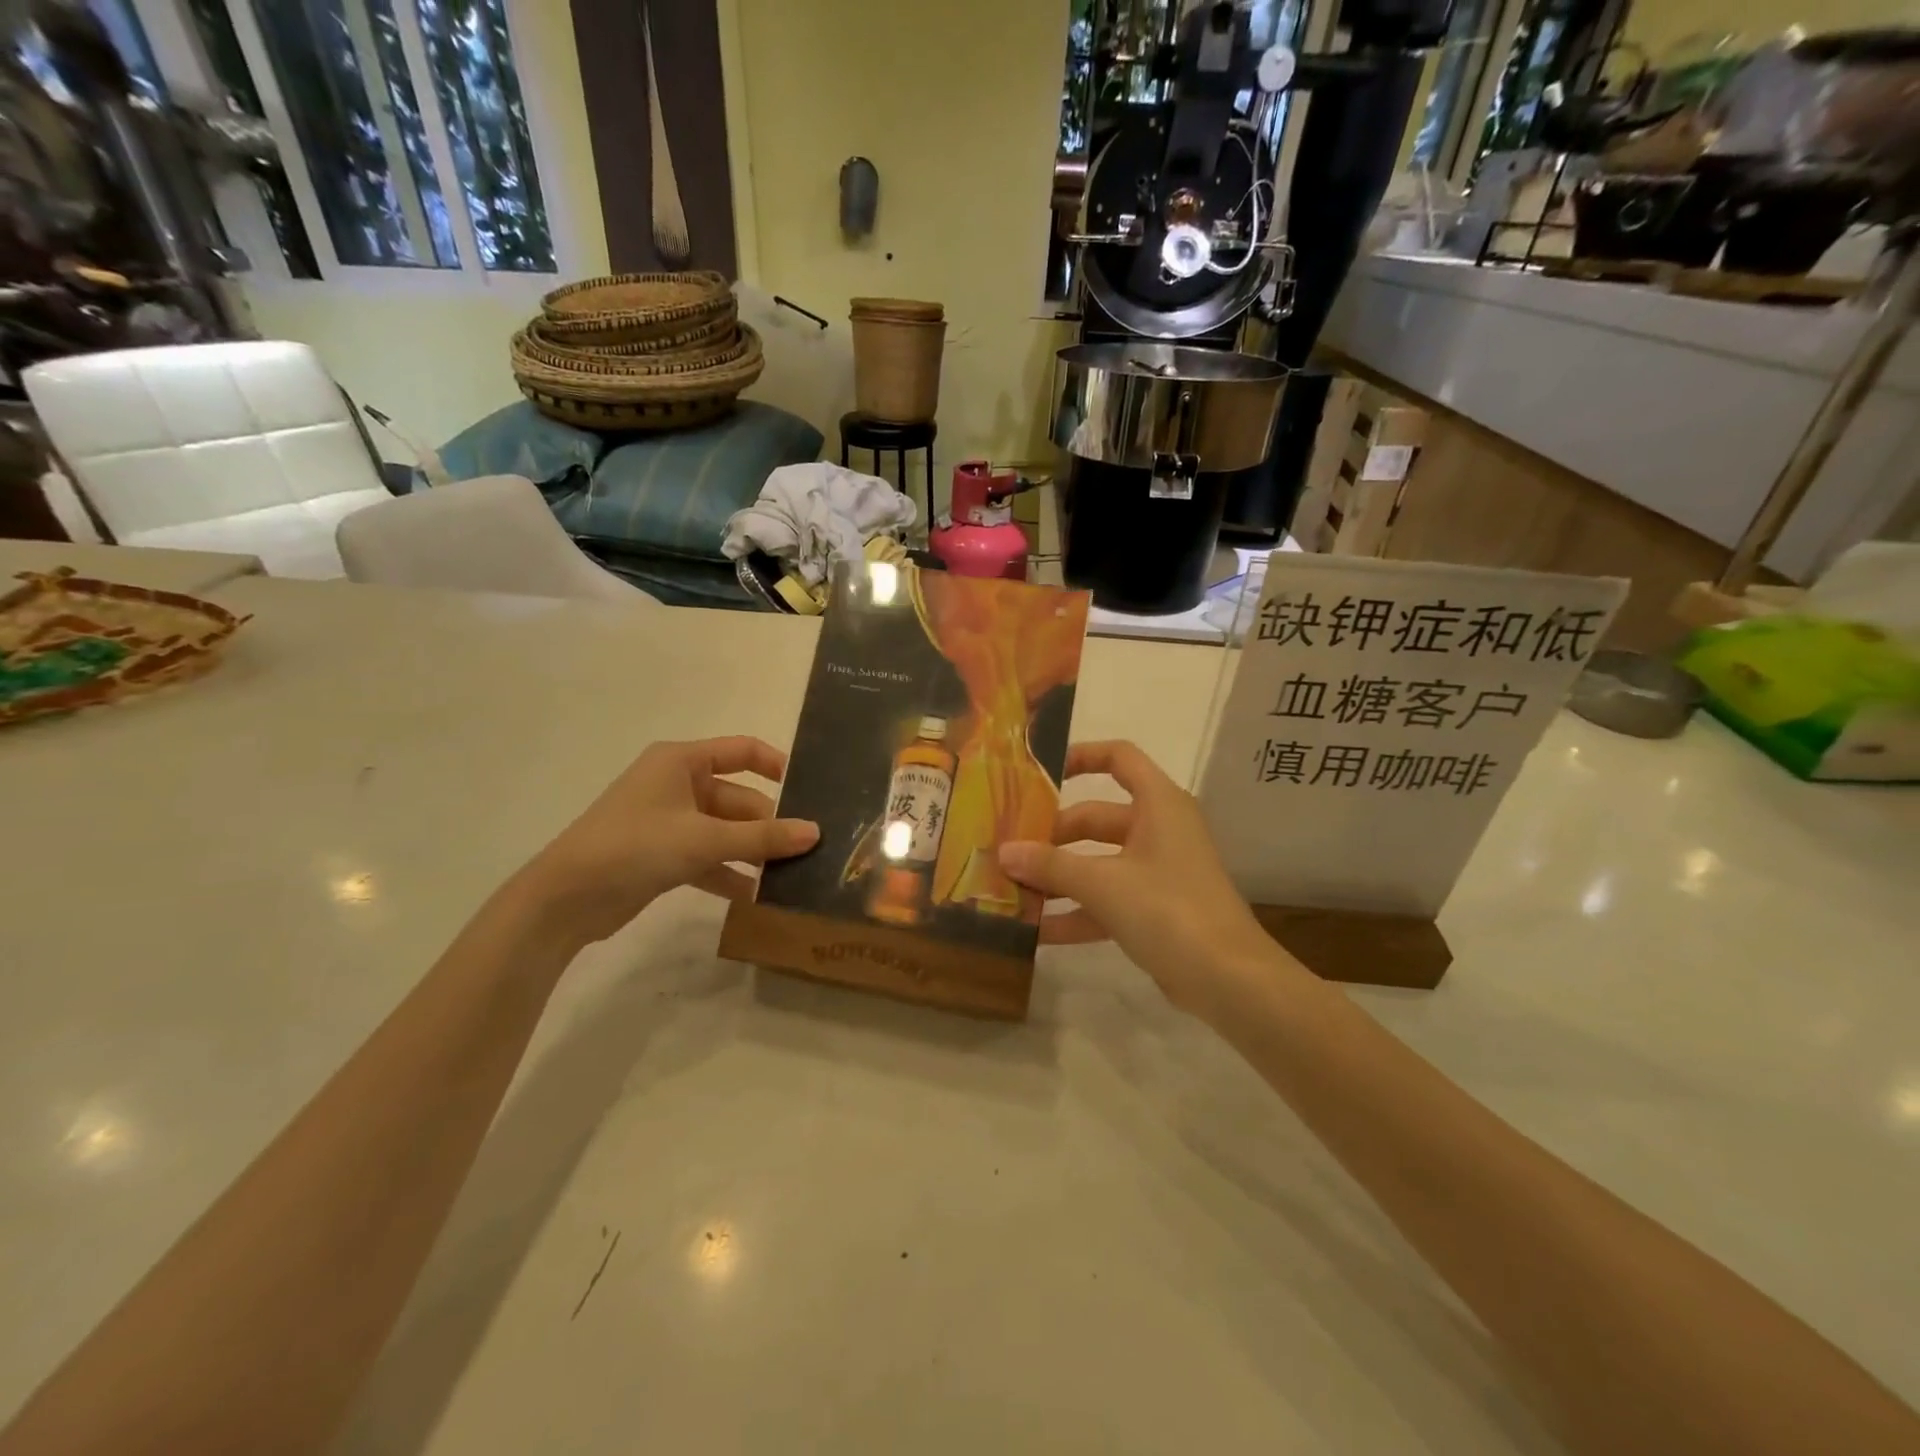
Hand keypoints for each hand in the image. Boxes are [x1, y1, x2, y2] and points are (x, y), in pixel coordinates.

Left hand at [516, 737, 818, 945]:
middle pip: (738, 797)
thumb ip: (762, 837)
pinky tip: (757, 897)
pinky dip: (729, 873)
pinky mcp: (663, 855)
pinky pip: (708, 857)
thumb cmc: (636, 846)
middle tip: (808, 849)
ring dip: (753, 851)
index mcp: (682, 762)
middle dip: (769, 823)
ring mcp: (670, 822)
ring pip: (725, 831)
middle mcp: (677, 784)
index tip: (809, 791)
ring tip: (792, 874)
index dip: (776, 765)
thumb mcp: (704, 839)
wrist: (565, 899)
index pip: (742, 751)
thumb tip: (815, 832)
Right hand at [999, 741, 1297, 1020]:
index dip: (1081, 756)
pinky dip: (1076, 911)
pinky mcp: (1155, 910)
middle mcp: (1159, 829)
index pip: (1119, 757)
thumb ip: (1051, 865)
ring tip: (1011, 889)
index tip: (1038, 774)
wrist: (1229, 980)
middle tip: (1008, 849)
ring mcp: (1158, 872)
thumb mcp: (1103, 883)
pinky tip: (1036, 932)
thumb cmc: (1168, 909)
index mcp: (1158, 804)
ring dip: (1058, 876)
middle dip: (1052, 836)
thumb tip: (1004, 852)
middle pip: (1096, 818)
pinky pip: (1107, 899)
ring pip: (1098, 862)